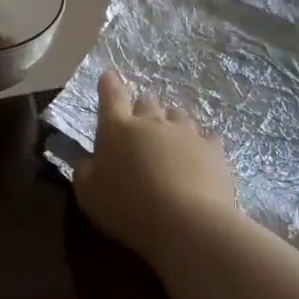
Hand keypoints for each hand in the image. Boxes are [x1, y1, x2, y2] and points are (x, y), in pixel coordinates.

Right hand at [75, 71, 237, 261]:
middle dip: (142, 107)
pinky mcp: (214, 149)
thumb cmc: (127, 206)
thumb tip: (86, 160)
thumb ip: (84, 171)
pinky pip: (207, 137)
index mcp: (117, 128)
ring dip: (171, 123)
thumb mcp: (88, 193)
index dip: (109, 84)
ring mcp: (186, 133)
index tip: (109, 75)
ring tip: (170, 140)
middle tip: (140, 123)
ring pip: (178, 115)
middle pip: (147, 101)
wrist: (187, 223)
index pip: (111, 96)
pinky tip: (200, 155)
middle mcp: (151, 122)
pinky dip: (200, 143)